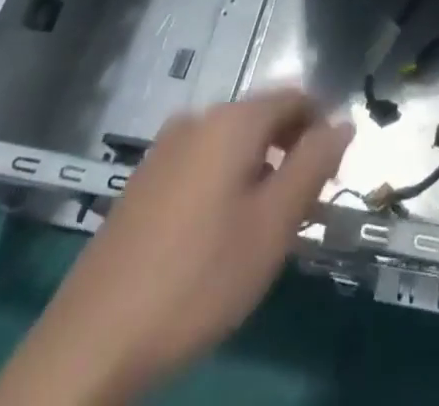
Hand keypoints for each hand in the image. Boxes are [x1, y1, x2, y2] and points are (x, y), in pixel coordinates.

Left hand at [0, 91, 352, 405]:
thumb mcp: (273, 224)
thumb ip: (314, 164)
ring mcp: (164, 149)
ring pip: (231, 144)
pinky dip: (225, 184)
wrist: (94, 340)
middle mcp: (198, 119)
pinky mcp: (142, 181)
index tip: (332, 177)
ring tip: (263, 229)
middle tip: (303, 210)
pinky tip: (218, 238)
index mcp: (232, 120)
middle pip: (262, 118)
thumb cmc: (199, 277)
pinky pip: (201, 164)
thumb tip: (344, 121)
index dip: (322, 129)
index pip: (295, 97)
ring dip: (259, 171)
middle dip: (291, 152)